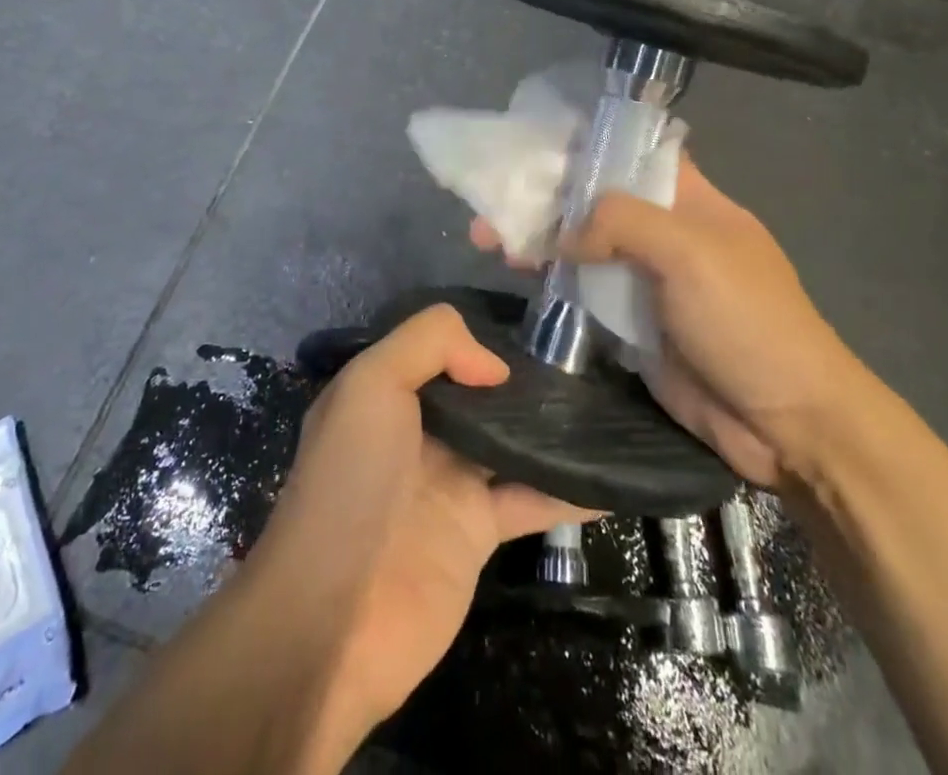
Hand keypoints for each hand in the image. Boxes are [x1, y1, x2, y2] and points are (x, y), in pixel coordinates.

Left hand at [243, 306, 598, 744]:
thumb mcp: (372, 383)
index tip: (534, 328)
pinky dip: (571, 490)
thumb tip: (494, 366)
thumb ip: (431, 342)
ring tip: (609, 404)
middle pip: (481, 394)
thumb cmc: (350, 482)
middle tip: (586, 360)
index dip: (481, 337)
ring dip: (554, 429)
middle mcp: (419, 431)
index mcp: (387, 392)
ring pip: (511, 442)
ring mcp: (450, 483)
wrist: (334, 618)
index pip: (441, 348)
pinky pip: (533, 500)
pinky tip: (614, 478)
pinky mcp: (478, 533)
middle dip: (525, 377)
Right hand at [471, 155, 869, 490]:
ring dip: (539, 239)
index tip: (533, 138)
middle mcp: (664, 231)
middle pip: (596, 200)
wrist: (785, 424)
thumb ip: (623, 223)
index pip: (633, 151)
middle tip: (490, 199)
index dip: (587, 141)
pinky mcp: (631, 324)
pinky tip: (515, 275)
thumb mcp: (691, 252)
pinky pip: (583, 293)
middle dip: (546, 195)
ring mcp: (646, 280)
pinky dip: (550, 282)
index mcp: (689, 198)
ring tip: (486, 238)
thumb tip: (566, 234)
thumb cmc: (748, 319)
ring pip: (583, 246)